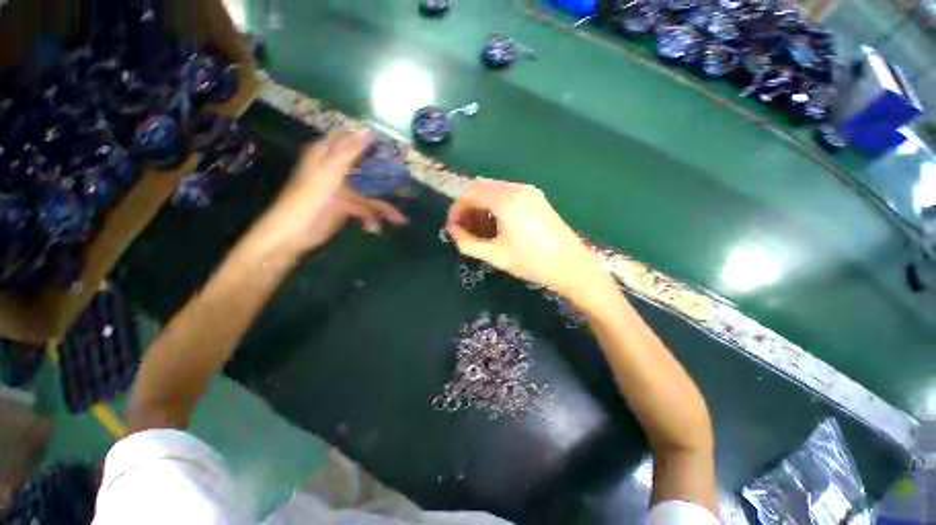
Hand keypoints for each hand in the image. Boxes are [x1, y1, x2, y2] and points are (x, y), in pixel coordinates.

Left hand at [261, 130, 407, 253]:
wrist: (295, 233)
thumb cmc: (309, 199)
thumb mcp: (330, 171)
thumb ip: (349, 151)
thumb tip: (369, 132)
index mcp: (326, 155)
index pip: (350, 139)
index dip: (369, 141)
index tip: (391, 147)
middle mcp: (335, 169)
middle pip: (365, 166)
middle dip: (384, 177)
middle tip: (404, 184)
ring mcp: (341, 189)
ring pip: (368, 191)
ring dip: (382, 205)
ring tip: (399, 219)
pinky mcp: (345, 206)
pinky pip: (364, 208)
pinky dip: (371, 217)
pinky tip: (376, 227)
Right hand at [446, 179, 606, 300]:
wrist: (571, 265)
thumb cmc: (531, 262)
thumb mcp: (495, 255)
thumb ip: (467, 242)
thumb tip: (453, 230)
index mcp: (505, 200)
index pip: (469, 193)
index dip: (456, 209)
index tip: (453, 228)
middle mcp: (516, 188)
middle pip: (480, 188)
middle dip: (468, 207)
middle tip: (465, 230)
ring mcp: (529, 191)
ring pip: (494, 190)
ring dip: (481, 206)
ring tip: (480, 231)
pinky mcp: (536, 197)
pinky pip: (507, 194)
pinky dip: (495, 206)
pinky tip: (497, 225)